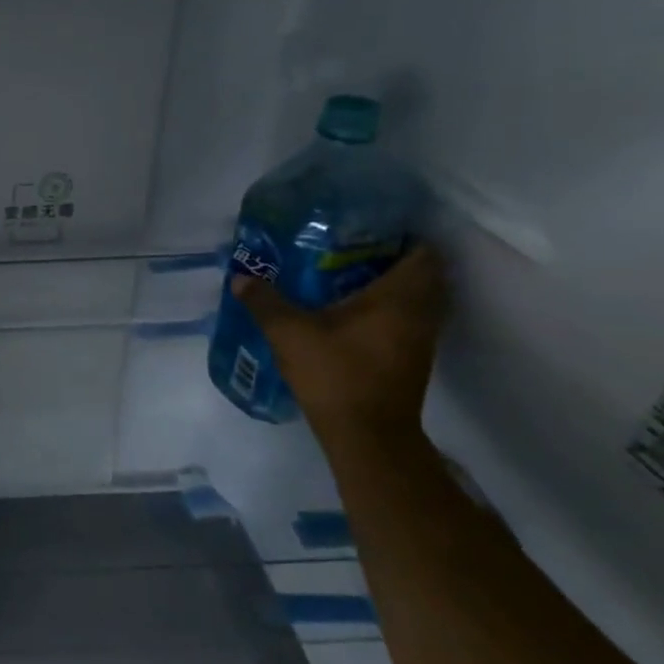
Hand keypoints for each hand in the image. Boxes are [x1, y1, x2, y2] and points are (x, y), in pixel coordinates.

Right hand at [230, 243, 447, 443]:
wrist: (367, 434)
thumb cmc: (335, 374)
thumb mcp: (289, 333)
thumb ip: (265, 302)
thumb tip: (241, 277)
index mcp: (400, 296)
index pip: (422, 251)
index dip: (400, 235)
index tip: (364, 229)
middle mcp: (421, 312)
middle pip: (421, 273)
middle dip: (390, 258)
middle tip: (348, 250)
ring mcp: (421, 338)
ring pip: (416, 298)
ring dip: (390, 286)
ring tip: (345, 278)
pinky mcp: (413, 358)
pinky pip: (407, 319)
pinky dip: (387, 310)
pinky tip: (350, 313)